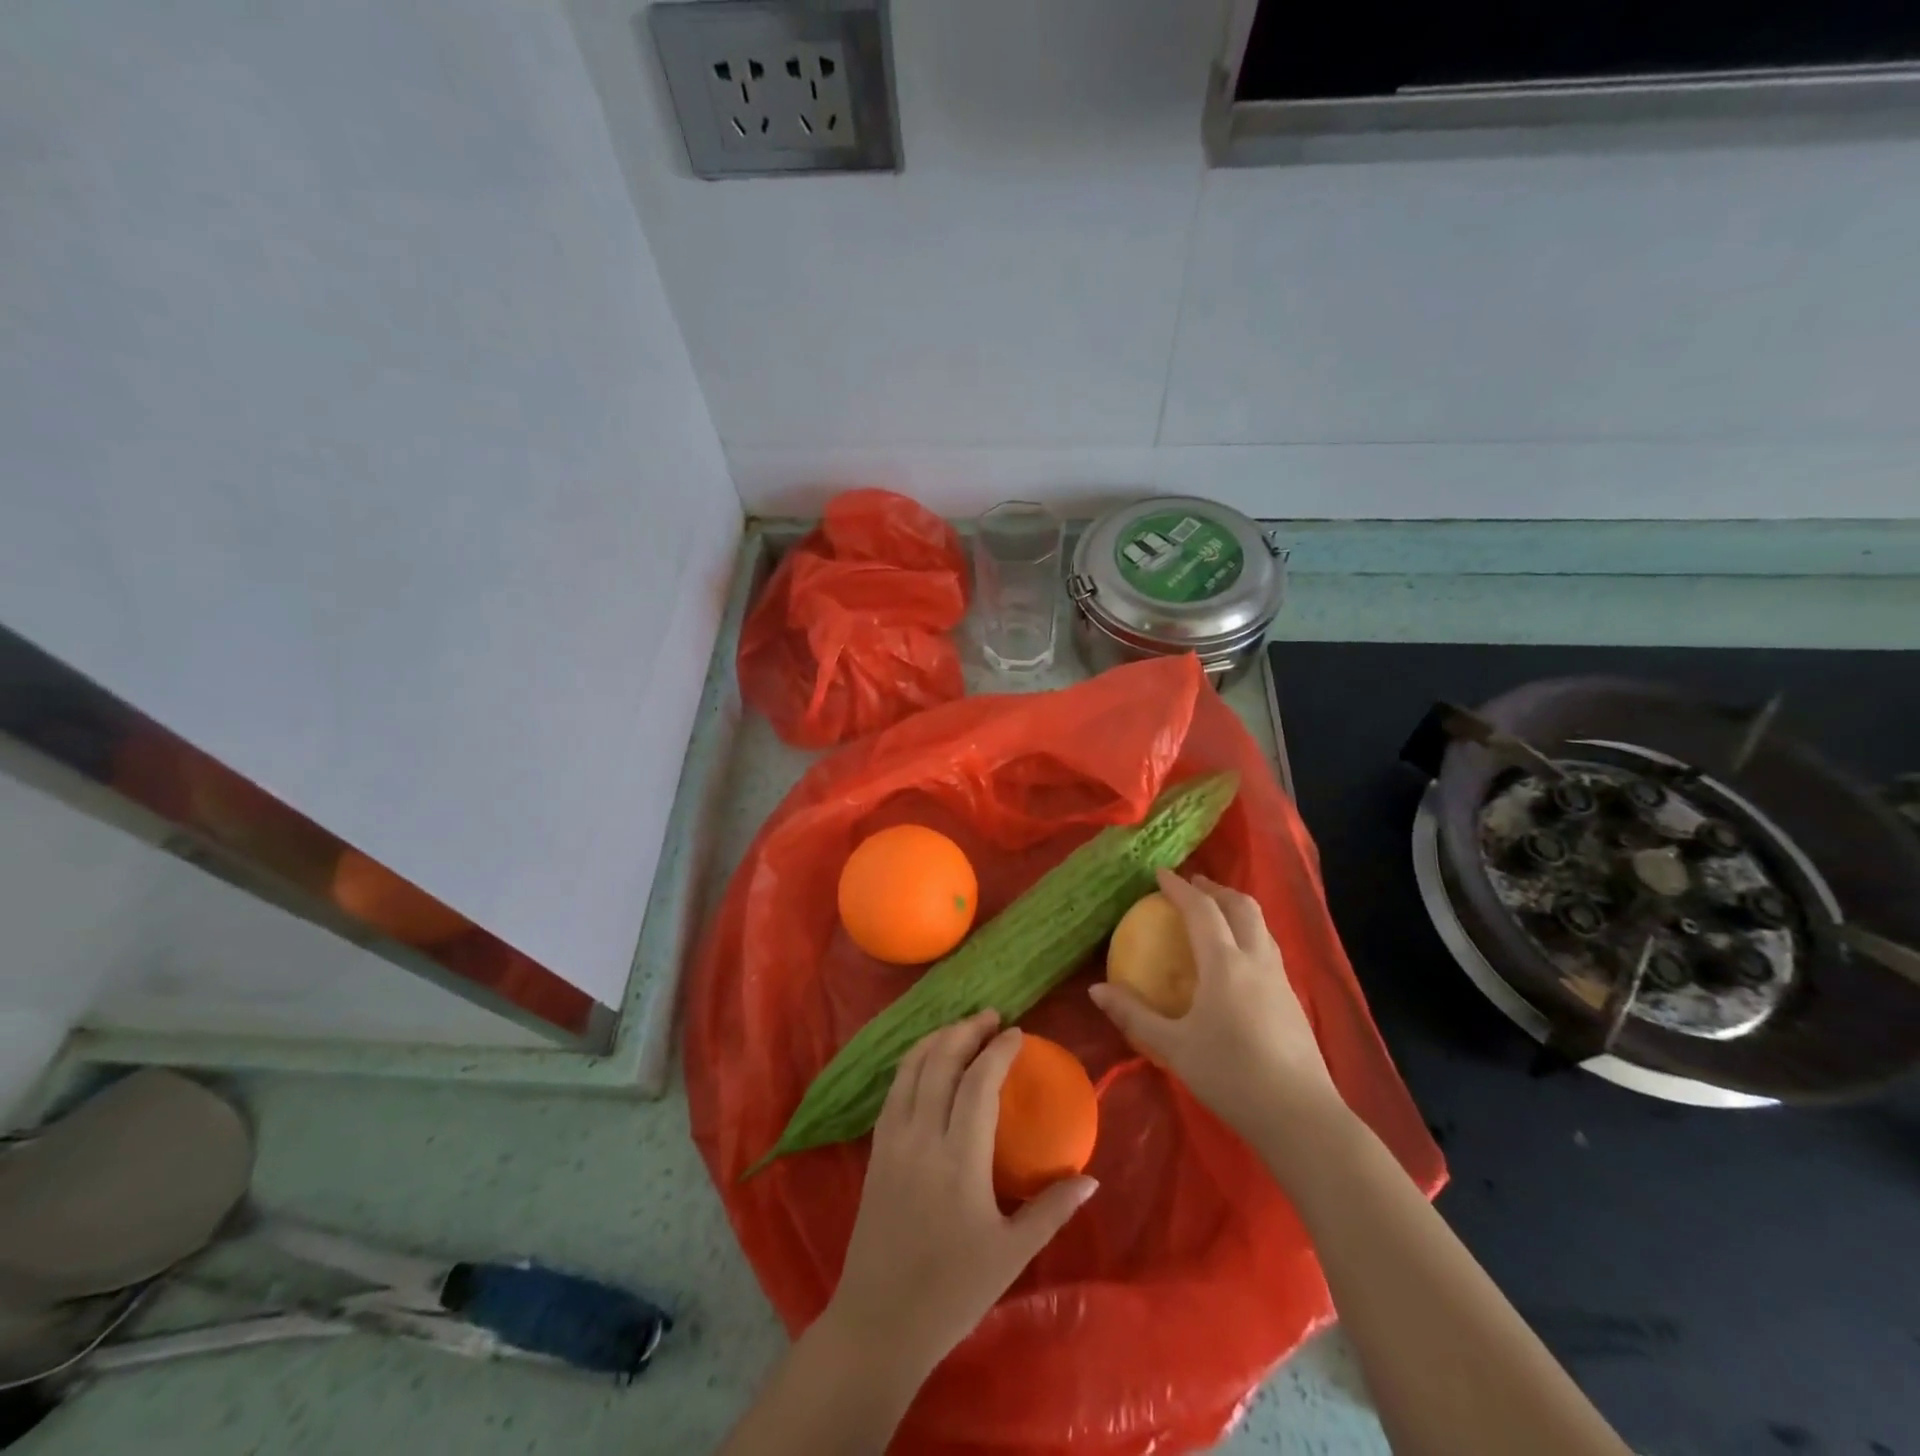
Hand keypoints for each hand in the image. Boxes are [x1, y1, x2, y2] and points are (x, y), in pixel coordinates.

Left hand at [821, 1011, 1097, 1375]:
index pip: (978, 1084)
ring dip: (937, 1040)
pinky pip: (894, 1089)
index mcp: (958, 1160)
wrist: (878, 1323)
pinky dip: (913, 1062)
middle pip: (940, 1062)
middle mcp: (921, 1138)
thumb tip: (1091, 1177)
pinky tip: (928, 1061)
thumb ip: (1052, 1209)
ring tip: (962, 1028)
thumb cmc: (952, 1293)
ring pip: (911, 1068)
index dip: (997, 1051)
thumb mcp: (1011, 1255)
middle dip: (966, 1031)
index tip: (1017, 1033)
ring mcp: (892, 1141)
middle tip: (991, 1017)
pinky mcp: (875, 1150)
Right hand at [1089, 869, 1346, 1146]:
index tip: (1161, 873)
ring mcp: (1280, 979)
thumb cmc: (1231, 1076)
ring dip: (1236, 909)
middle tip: (1193, 886)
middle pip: (1241, 906)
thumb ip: (1134, 1015)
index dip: (1180, 888)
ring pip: (1261, 925)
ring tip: (1215, 913)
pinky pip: (1269, 948)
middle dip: (1215, 889)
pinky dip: (1249, 934)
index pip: (1201, 910)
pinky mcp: (1293, 1000)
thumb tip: (1095, 990)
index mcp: (1224, 964)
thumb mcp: (1174, 1047)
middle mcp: (1256, 961)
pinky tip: (1238, 959)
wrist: (1301, 1116)